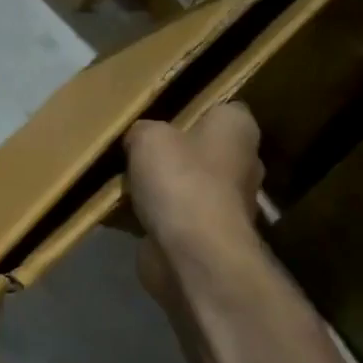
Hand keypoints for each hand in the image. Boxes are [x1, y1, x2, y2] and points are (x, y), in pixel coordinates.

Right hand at [125, 102, 262, 261]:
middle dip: (172, 151)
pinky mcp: (207, 235)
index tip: (161, 115)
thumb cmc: (181, 181)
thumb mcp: (148, 138)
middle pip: (202, 149)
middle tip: (135, 149)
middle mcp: (241, 164)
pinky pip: (174, 216)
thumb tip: (140, 139)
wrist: (193, 254)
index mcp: (237, 130)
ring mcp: (227, 204)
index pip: (221, 109)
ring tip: (122, 182)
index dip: (192, 109)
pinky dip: (152, 216)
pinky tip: (121, 213)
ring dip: (160, 186)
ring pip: (186, 184)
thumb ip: (143, 131)